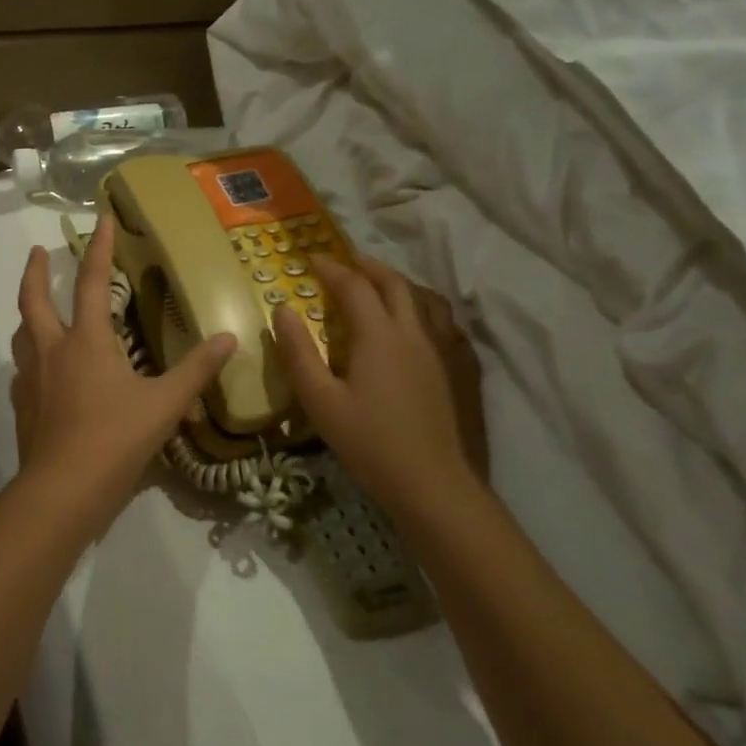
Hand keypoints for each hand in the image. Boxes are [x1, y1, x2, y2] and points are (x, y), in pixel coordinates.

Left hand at [11, 217, 235, 507]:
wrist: (62, 490)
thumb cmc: (115, 439)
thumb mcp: (164, 404)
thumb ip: (196, 370)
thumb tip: (228, 338)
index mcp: (85, 340)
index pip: (90, 281)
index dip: (98, 248)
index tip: (100, 218)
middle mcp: (51, 350)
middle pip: (34, 299)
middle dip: (35, 271)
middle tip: (37, 251)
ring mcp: (30, 378)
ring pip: (21, 333)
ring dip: (28, 312)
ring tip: (36, 306)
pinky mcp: (22, 406)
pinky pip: (22, 369)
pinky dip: (29, 357)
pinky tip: (39, 369)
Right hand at [272, 252, 487, 520]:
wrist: (436, 486)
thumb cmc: (371, 444)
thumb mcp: (320, 401)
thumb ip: (298, 352)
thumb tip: (281, 310)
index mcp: (379, 334)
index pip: (353, 286)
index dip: (331, 268)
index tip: (312, 259)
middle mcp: (416, 331)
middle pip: (395, 283)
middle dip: (368, 266)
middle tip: (347, 262)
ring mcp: (446, 349)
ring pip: (427, 299)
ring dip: (401, 284)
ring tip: (383, 286)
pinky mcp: (464, 370)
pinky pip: (447, 324)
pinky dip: (427, 310)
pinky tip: (421, 326)